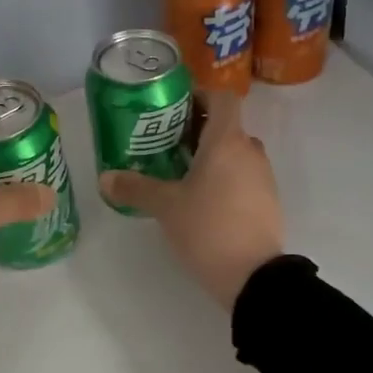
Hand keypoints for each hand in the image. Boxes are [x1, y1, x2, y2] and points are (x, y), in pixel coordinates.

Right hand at [100, 90, 284, 311]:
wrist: (254, 276)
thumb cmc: (209, 228)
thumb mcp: (166, 207)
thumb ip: (135, 188)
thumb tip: (104, 178)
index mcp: (228, 141)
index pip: (223, 98)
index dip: (201, 96)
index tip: (176, 110)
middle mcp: (250, 151)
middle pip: (227, 126)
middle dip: (198, 130)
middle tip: (167, 144)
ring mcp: (264, 177)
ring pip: (236, 153)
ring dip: (212, 156)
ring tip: (180, 174)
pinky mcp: (268, 201)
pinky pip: (244, 176)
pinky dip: (225, 177)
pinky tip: (202, 200)